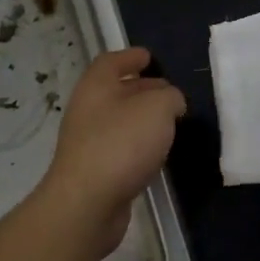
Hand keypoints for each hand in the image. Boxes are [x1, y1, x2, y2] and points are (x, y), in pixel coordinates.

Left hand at [39, 47, 185, 253]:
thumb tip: (172, 102)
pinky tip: (157, 154)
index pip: (112, 61)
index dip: (131, 56)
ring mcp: (88, 142)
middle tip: (170, 92)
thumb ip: (171, 97)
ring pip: (119, 121)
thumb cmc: (122, 143)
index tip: (150, 57)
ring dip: (142, 119)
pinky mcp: (94, 171)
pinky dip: (138, 145)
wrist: (88, 203)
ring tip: (170, 122)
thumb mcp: (159, 107)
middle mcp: (87, 110)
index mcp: (96, 86)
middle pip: (116, 91)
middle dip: (143, 88)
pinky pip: (120, 148)